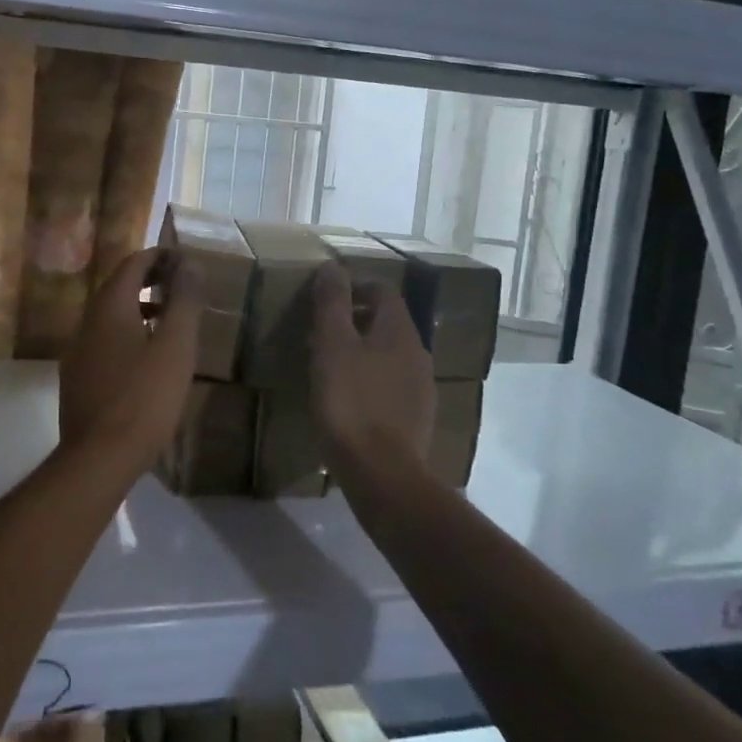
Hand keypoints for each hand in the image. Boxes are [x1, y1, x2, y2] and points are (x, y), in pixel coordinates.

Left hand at [59, 247, 202, 473]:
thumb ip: (184, 302)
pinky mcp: (77, 379)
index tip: (185, 262)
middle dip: (150, 281)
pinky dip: (128, 335)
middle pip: (119, 287)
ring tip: (170, 322)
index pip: (133, 264)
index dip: (160, 257)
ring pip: (110, 317)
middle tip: (182, 288)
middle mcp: (87, 322)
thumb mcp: (175, 347)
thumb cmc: (144, 398)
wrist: (98, 458)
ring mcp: (78, 351)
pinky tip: (147, 360)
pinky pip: (104, 342)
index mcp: (109, 307)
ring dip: (139, 309)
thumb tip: (190, 264)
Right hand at [310, 261, 433, 471]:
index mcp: (399, 331)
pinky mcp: (416, 420)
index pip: (383, 291)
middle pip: (387, 323)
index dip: (355, 286)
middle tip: (320, 333)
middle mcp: (418, 354)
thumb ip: (333, 303)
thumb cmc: (350, 402)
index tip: (326, 298)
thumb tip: (334, 267)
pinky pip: (390, 386)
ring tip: (329, 367)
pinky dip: (369, 382)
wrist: (382, 475)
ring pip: (388, 356)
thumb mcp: (332, 345)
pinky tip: (347, 401)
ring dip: (361, 353)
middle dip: (355, 321)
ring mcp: (421, 389)